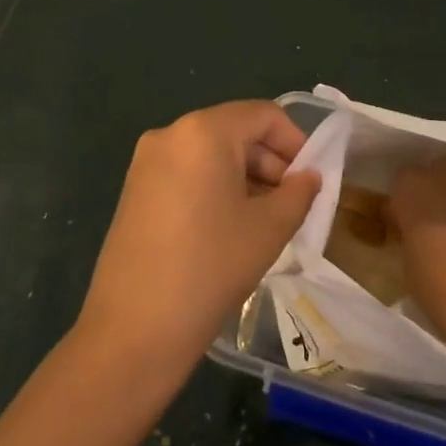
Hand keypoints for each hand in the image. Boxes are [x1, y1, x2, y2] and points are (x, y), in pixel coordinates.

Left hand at [77, 101, 320, 376]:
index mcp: (203, 131)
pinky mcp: (134, 190)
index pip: (264, 115)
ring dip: (245, 177)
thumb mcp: (269, 229)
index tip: (311, 180)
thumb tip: (308, 177)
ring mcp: (146, 162)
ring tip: (264, 221)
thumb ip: (299, 193)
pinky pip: (187, 173)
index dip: (296, 142)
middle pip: (235, 131)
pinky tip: (228, 228)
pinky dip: (215, 188)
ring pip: (211, 154)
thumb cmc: (211, 267)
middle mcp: (170, 134)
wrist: (134, 330)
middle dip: (270, 162)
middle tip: (292, 205)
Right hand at [390, 152, 445, 355]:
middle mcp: (445, 171)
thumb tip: (416, 230)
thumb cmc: (444, 294)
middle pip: (440, 167)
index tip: (416, 218)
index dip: (412, 198)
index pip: (405, 179)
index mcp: (411, 189)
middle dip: (443, 186)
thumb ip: (410, 234)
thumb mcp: (408, 263)